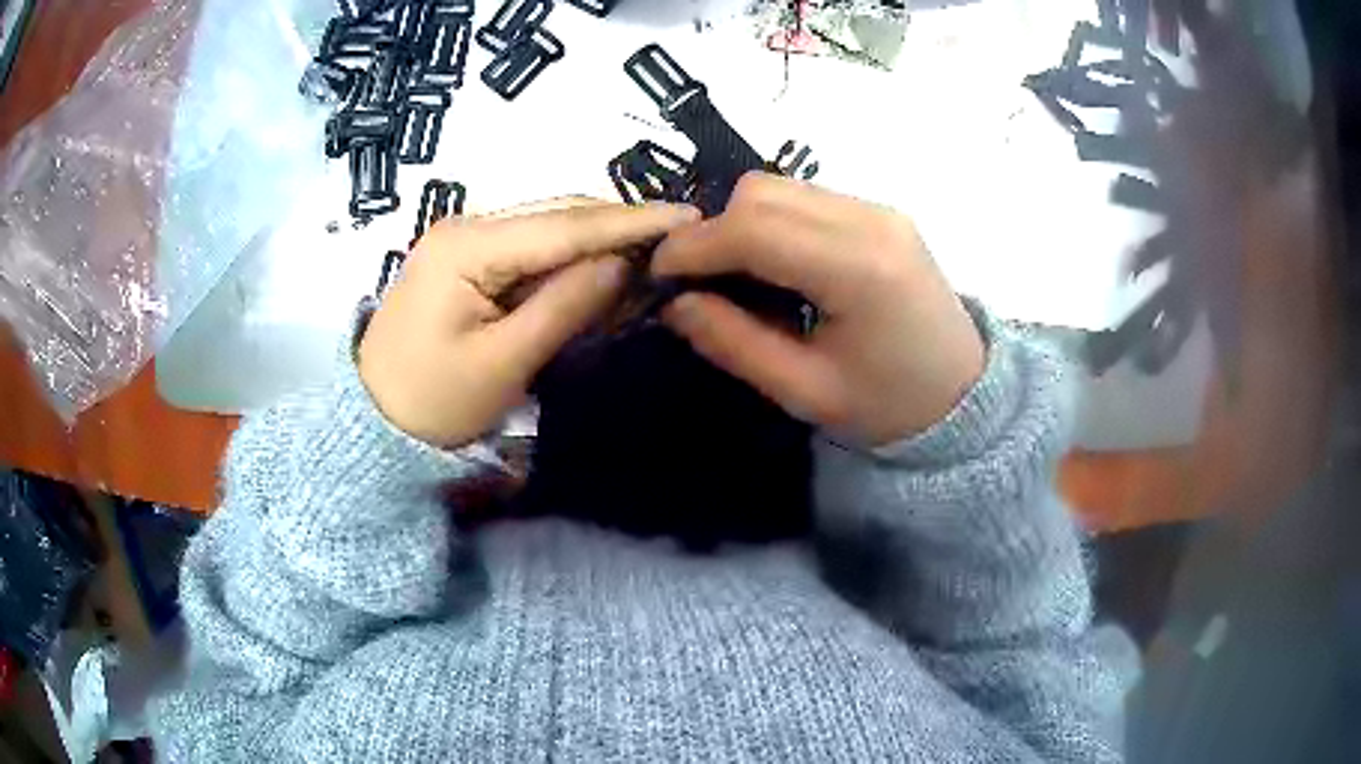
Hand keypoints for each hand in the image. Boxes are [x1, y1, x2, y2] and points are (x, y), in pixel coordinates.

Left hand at [359, 199, 698, 447]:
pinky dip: (569, 263)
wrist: (372, 421)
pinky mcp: (468, 261)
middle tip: (678, 241)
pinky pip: (530, 252)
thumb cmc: (432, 401)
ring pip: (548, 231)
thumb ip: (564, 306)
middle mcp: (467, 226)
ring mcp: (465, 241)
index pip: (564, 224)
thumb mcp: (502, 362)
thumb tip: (623, 262)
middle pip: (558, 216)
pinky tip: (601, 275)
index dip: (630, 221)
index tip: (688, 217)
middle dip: (619, 227)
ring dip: (597, 245)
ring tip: (650, 259)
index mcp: (467, 245)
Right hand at [653, 173, 984, 446]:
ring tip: (735, 277)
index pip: (754, 228)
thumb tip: (673, 303)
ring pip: (781, 187)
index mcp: (859, 269)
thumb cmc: (890, 407)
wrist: (965, 397)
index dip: (693, 246)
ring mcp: (880, 210)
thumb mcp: (806, 391)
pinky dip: (773, 223)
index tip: (658, 275)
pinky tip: (776, 267)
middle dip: (714, 230)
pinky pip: (807, 199)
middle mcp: (871, 220)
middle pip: (762, 192)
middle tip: (695, 281)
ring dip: (742, 223)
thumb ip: (734, 342)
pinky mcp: (881, 213)